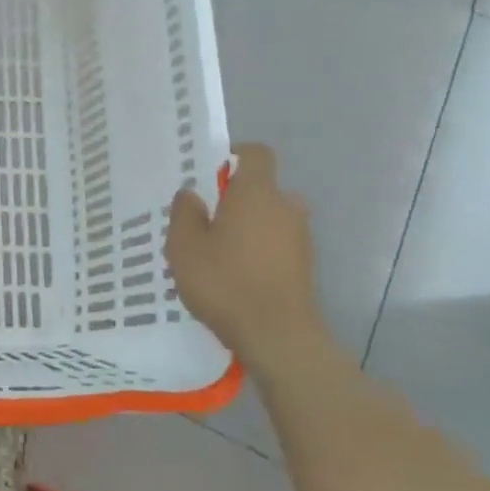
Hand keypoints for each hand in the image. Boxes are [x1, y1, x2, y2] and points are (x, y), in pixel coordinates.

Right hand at [165, 142, 328, 365]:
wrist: (277, 336)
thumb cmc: (225, 282)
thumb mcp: (184, 247)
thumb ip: (185, 213)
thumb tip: (192, 194)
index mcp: (257, 193)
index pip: (256, 154)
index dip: (234, 155)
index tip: (210, 173)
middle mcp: (286, 207)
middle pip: (261, 188)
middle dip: (235, 198)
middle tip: (204, 220)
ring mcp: (300, 237)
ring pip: (269, 217)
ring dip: (246, 226)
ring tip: (216, 251)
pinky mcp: (305, 265)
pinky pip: (276, 242)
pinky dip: (257, 249)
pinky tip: (234, 274)